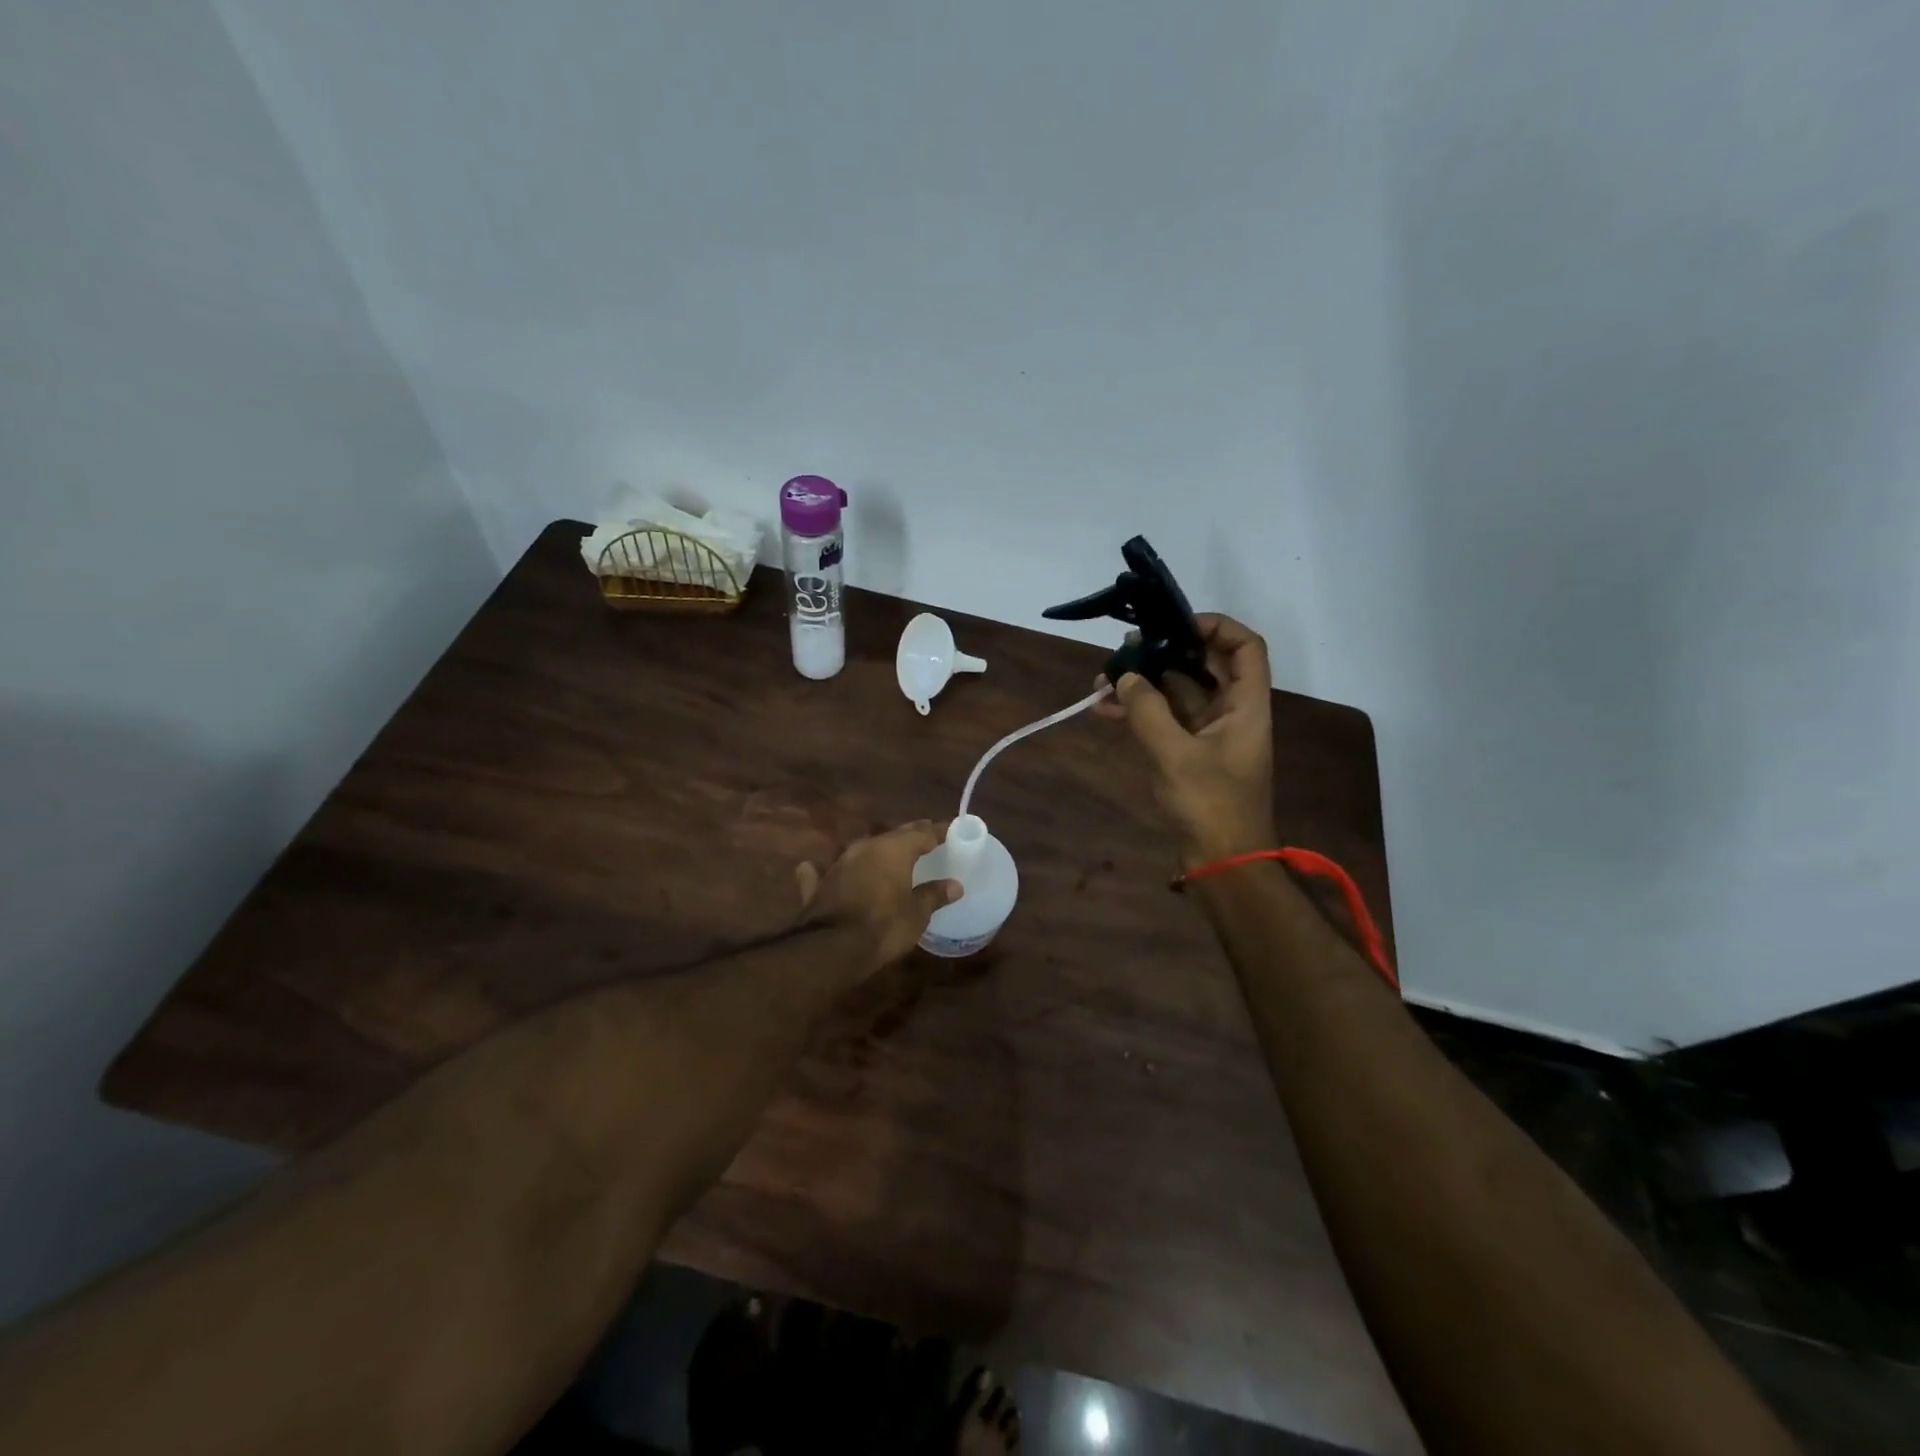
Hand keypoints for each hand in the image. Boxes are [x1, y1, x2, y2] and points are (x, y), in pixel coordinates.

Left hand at [795, 820, 960, 970]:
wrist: (831, 948)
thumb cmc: (884, 927)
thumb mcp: (917, 914)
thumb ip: (934, 895)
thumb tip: (955, 885)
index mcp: (893, 849)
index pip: (922, 832)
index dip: (938, 831)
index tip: (951, 830)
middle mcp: (866, 847)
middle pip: (893, 836)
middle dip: (911, 836)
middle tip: (927, 838)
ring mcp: (839, 863)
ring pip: (865, 849)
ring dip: (879, 851)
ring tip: (893, 855)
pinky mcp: (820, 883)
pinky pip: (826, 870)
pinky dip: (827, 869)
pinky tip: (813, 866)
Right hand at [1093, 614, 1275, 865]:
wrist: (1221, 863)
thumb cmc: (1210, 805)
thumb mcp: (1176, 755)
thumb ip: (1147, 711)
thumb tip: (1124, 676)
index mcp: (1246, 705)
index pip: (1245, 647)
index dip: (1215, 626)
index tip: (1173, 624)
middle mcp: (1231, 712)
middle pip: (1203, 665)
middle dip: (1163, 653)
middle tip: (1126, 649)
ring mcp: (1208, 734)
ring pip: (1177, 692)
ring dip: (1144, 684)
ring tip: (1103, 680)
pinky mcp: (1188, 754)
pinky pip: (1163, 720)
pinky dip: (1138, 712)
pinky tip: (1103, 709)